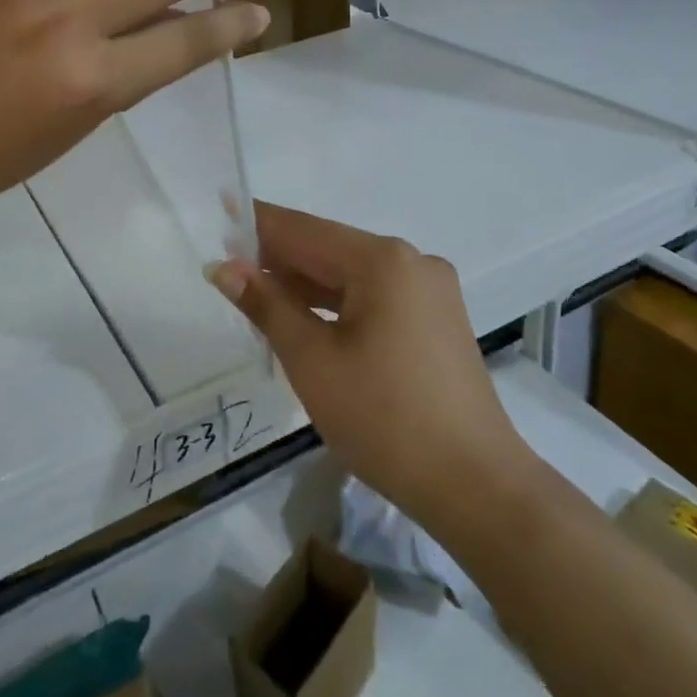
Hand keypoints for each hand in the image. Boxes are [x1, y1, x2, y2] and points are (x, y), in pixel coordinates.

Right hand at [210, 203, 524, 533]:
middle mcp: (411, 261)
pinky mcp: (436, 319)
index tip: (220, 211)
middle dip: (279, 258)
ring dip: (306, 284)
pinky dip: (337, 304)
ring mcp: (429, 290)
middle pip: (329, 249)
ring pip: (352, 275)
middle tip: (228, 268)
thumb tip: (224, 267)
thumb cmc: (384, 419)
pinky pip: (375, 296)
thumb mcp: (312, 361)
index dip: (258, 223)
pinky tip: (306, 319)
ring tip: (257, 295)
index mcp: (383, 260)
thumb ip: (267, 305)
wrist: (475, 486)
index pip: (304, 230)